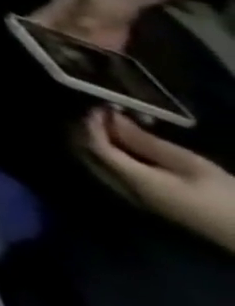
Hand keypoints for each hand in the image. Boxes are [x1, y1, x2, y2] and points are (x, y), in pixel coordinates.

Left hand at [82, 108, 234, 253]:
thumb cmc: (226, 198)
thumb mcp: (189, 164)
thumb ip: (145, 141)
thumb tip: (112, 118)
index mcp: (133, 181)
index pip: (94, 146)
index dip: (91, 123)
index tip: (101, 106)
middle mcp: (122, 189)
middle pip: (86, 153)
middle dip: (88, 129)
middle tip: (105, 113)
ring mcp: (131, 196)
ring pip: (95, 161)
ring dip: (97, 140)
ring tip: (115, 124)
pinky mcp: (143, 199)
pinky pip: (111, 170)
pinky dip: (110, 152)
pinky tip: (126, 143)